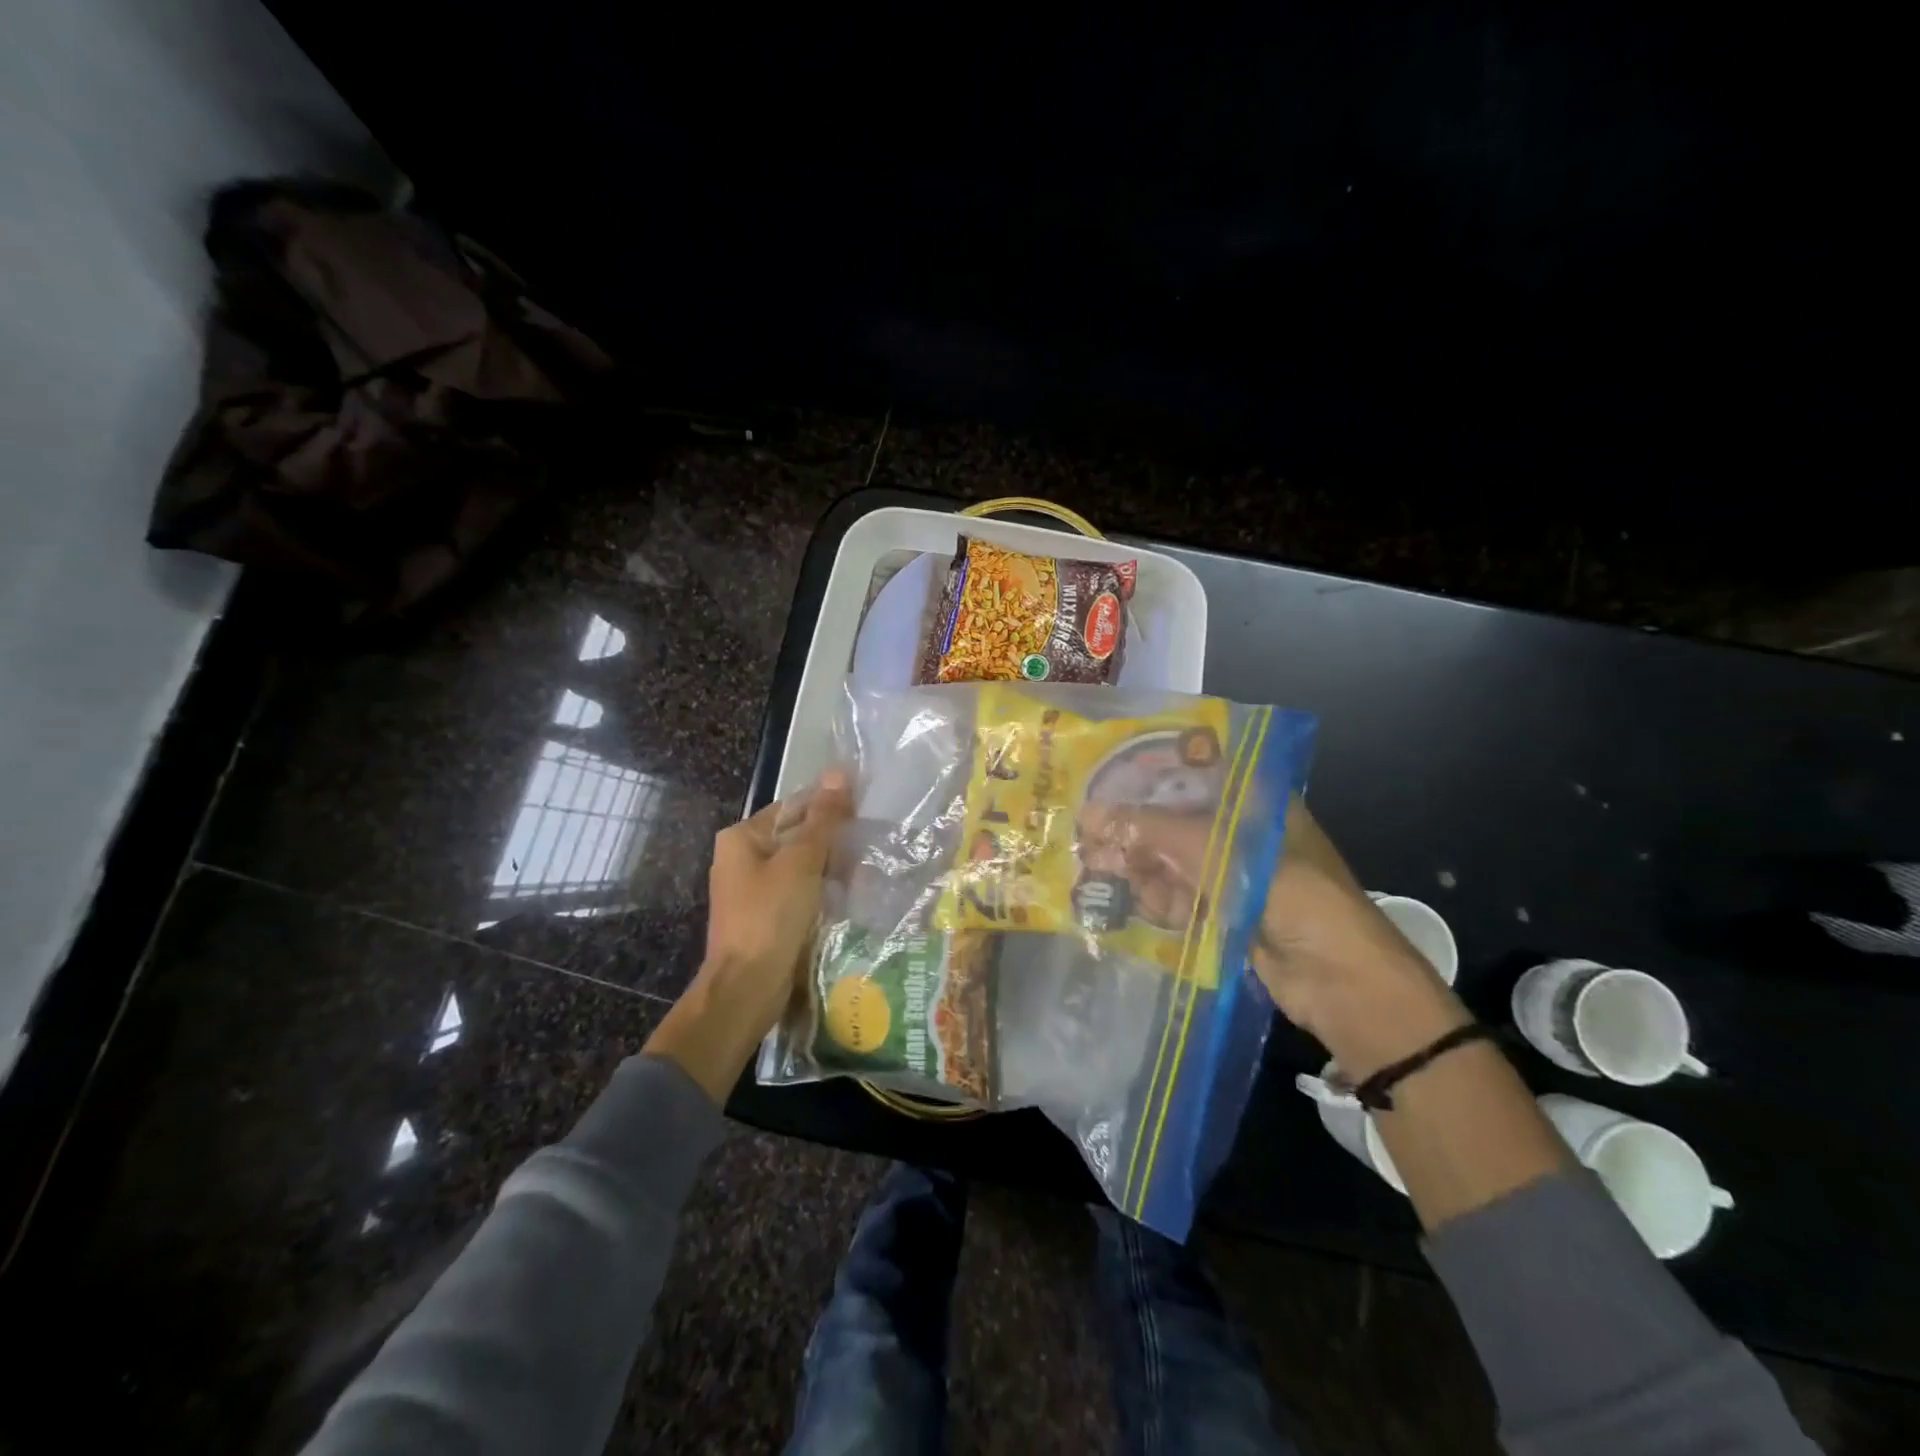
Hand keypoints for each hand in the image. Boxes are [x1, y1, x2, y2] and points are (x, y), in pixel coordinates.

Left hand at [644, 770, 852, 1101]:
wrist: (747, 987)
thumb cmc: (771, 916)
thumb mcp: (801, 861)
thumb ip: (823, 818)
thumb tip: (839, 773)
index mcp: (742, 837)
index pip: (793, 806)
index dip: (828, 805)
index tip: (864, 808)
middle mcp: (742, 859)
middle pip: (796, 835)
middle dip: (832, 839)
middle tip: (870, 841)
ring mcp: (753, 890)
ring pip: (801, 865)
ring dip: (830, 866)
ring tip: (867, 867)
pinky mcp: (766, 916)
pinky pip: (799, 892)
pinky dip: (821, 890)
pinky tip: (848, 894)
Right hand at [1085, 795, 1467, 1076]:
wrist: (1344, 985)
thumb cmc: (1294, 899)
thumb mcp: (1225, 855)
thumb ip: (1157, 833)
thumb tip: (1092, 815)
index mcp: (1257, 802)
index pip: (1194, 773)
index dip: (1148, 774)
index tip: (1102, 776)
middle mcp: (1242, 832)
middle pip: (1176, 818)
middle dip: (1134, 828)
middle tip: (1089, 835)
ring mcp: (1232, 874)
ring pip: (1171, 859)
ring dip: (1138, 866)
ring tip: (1101, 871)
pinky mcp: (1222, 912)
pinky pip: (1177, 895)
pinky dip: (1153, 898)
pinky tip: (1130, 900)